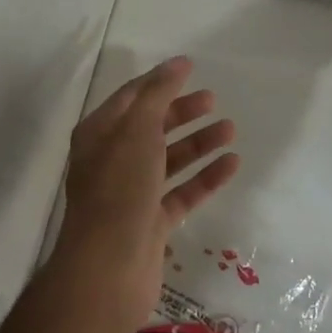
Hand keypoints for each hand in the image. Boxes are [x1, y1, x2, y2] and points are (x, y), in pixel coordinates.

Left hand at [54, 56, 239, 325]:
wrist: (108, 269)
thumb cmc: (119, 189)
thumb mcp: (137, 131)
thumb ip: (158, 94)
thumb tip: (177, 63)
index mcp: (99, 135)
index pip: (131, 98)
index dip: (159, 81)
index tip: (190, 67)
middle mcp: (112, 161)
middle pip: (151, 127)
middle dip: (181, 112)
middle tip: (212, 100)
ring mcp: (132, 194)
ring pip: (169, 160)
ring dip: (198, 143)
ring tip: (230, 129)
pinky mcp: (152, 223)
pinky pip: (182, 192)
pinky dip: (205, 177)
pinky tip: (231, 164)